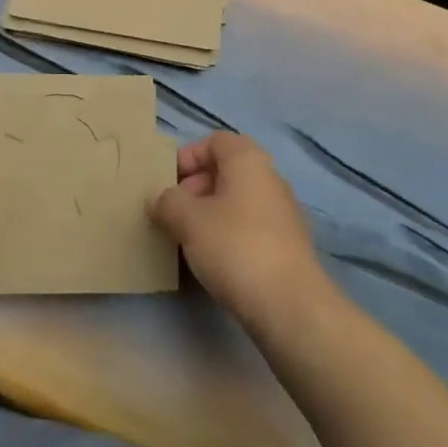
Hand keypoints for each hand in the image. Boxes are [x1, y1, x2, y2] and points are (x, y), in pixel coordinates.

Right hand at [150, 132, 326, 329]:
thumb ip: (168, 202)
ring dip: (210, 213)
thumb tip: (158, 198)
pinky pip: (249, 226)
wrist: (289, 305)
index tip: (168, 182)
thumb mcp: (188, 220)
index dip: (189, 156)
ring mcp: (282, 213)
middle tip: (173, 212)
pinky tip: (212, 259)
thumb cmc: (235, 247)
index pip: (215, 141)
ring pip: (237, 200)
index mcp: (248, 161)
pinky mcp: (287, 245)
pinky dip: (228, 234)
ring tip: (187, 238)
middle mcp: (270, 179)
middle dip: (195, 186)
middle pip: (226, 170)